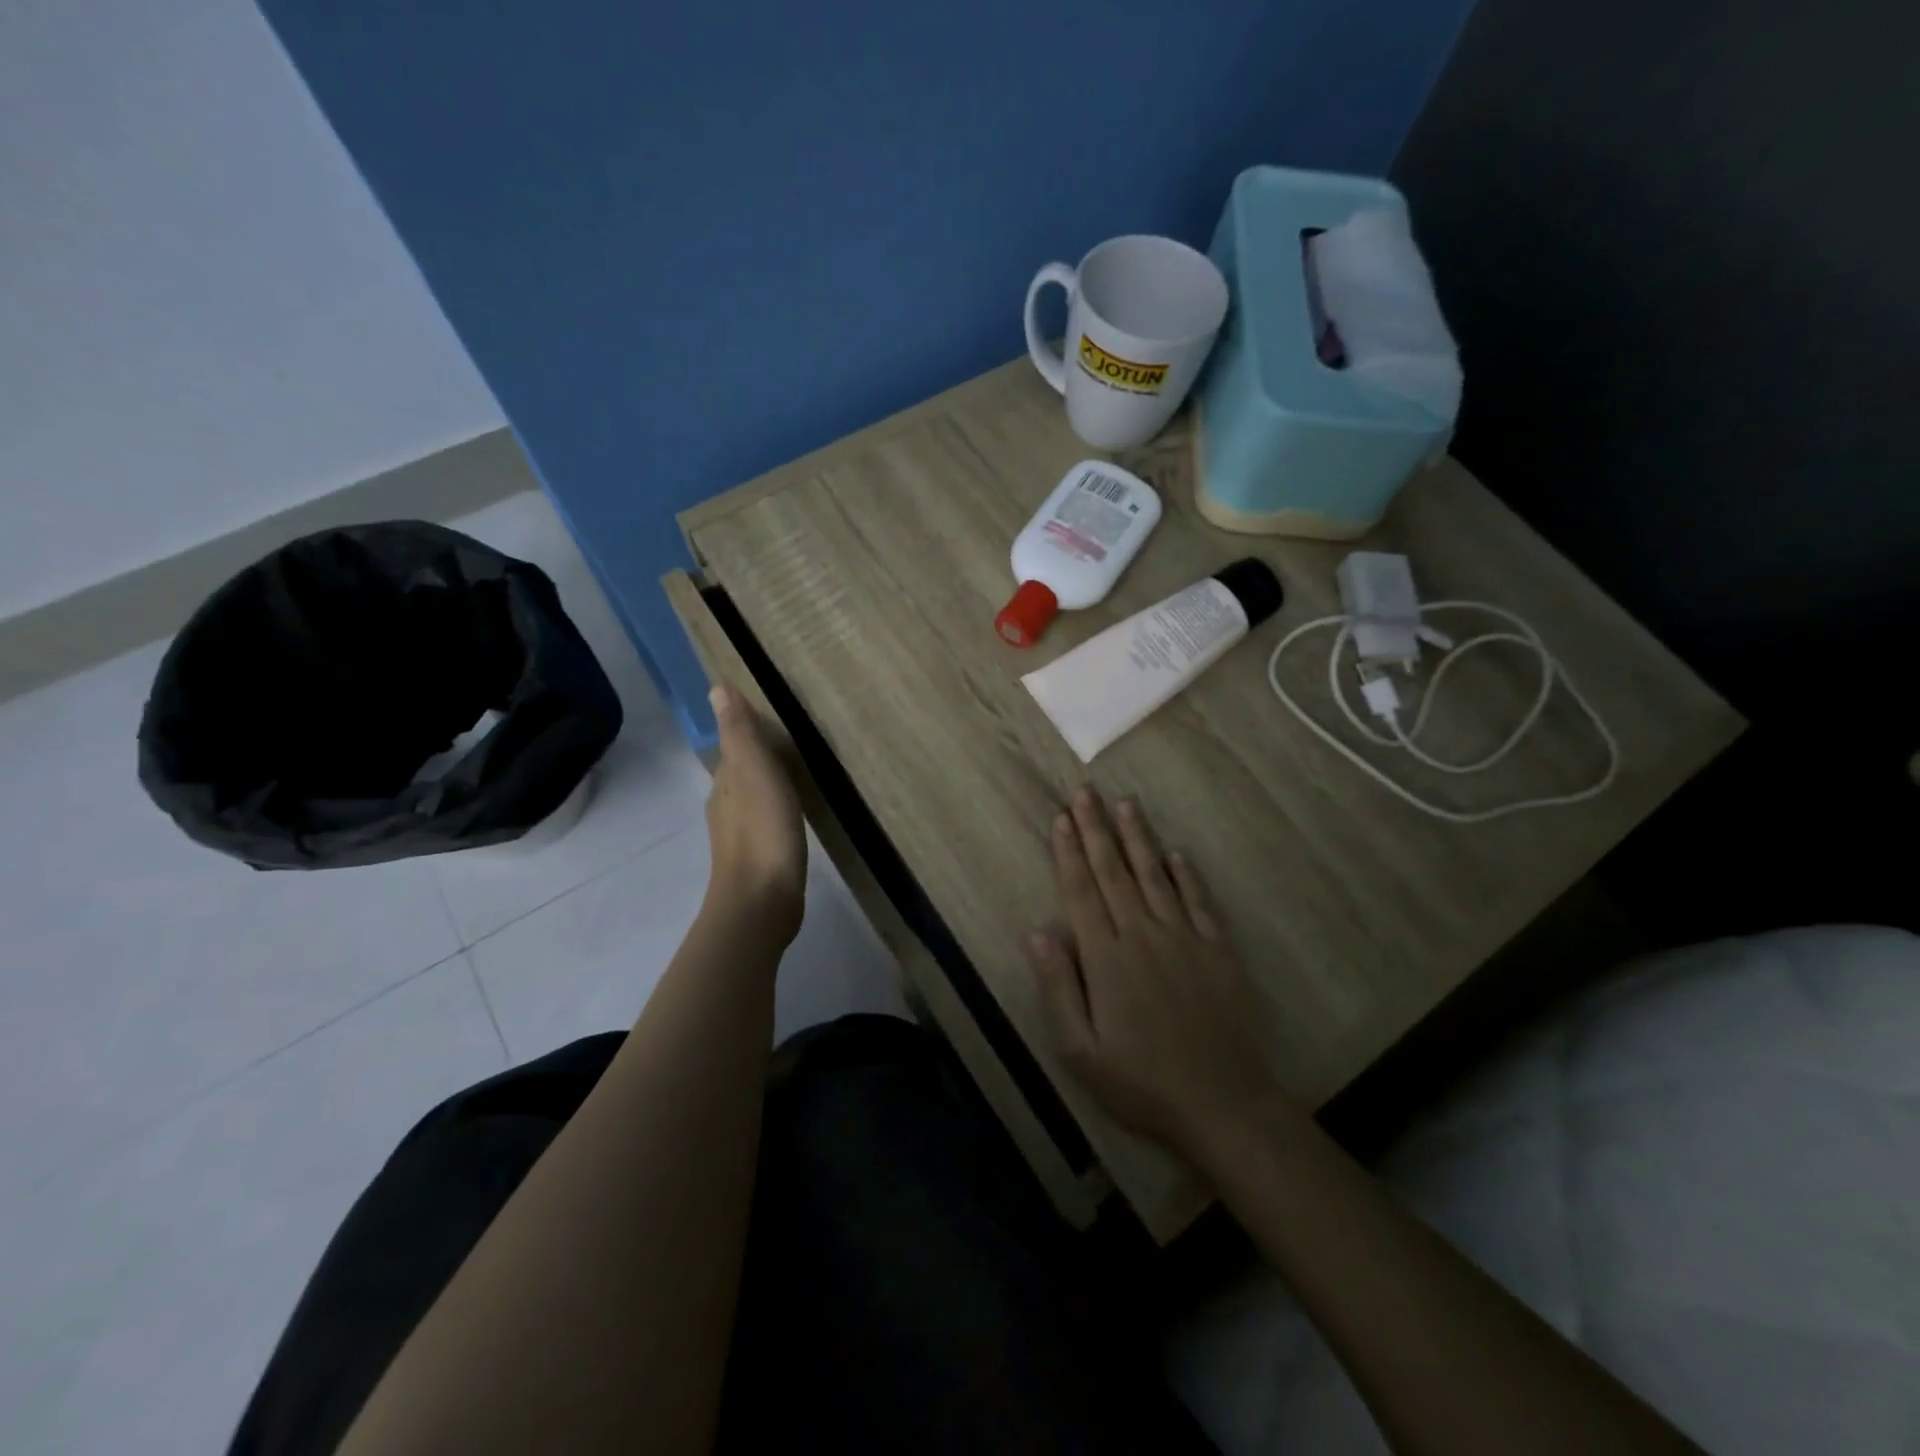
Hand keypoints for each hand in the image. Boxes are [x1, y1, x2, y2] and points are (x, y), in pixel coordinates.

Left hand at [702, 684, 805, 942]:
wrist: (761, 901)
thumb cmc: (762, 831)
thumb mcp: (754, 772)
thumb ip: (739, 733)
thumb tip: (716, 688)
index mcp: (725, 782)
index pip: (733, 746)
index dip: (748, 730)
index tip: (774, 717)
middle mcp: (725, 805)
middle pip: (741, 771)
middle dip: (759, 755)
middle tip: (793, 741)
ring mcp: (739, 835)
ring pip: (752, 797)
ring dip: (768, 783)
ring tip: (797, 774)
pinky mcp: (758, 858)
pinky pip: (765, 820)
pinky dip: (776, 809)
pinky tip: (793, 814)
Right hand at [1026, 786, 1288, 1159]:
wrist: (1223, 1103)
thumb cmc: (1141, 1082)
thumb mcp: (1081, 1050)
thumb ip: (1059, 987)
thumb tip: (1038, 931)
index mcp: (1106, 958)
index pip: (1081, 892)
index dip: (1069, 852)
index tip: (1061, 817)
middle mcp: (1143, 934)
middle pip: (1114, 872)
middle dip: (1097, 829)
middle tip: (1086, 791)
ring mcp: (1184, 938)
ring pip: (1155, 875)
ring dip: (1138, 837)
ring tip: (1125, 803)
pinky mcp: (1217, 949)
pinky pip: (1198, 900)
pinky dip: (1185, 873)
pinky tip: (1175, 852)